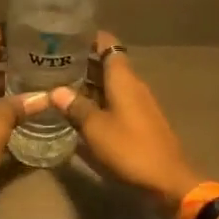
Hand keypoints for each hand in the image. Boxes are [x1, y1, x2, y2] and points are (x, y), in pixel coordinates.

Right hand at [51, 32, 203, 217]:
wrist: (167, 181)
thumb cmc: (130, 149)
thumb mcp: (95, 128)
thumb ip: (75, 107)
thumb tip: (55, 90)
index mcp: (123, 78)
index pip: (107, 43)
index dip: (87, 38)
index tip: (63, 37)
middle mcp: (132, 85)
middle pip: (106, 63)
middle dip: (81, 62)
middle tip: (50, 63)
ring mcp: (137, 104)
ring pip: (109, 85)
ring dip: (87, 84)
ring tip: (57, 85)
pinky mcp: (139, 122)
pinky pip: (114, 102)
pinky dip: (96, 102)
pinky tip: (77, 112)